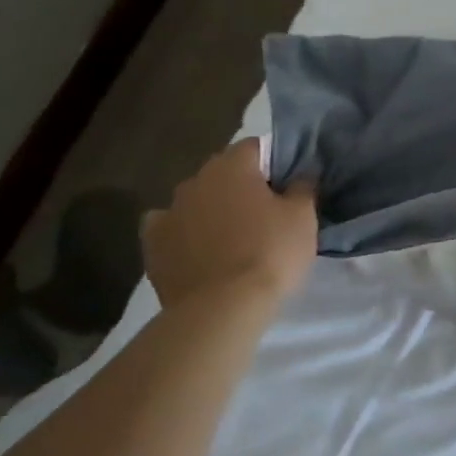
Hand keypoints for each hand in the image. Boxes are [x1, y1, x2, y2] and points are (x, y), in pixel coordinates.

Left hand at [142, 139, 317, 307]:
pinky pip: (169, 227)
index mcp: (232, 167)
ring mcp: (168, 212)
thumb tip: (301, 173)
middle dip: (242, 185)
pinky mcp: (152, 245)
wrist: (221, 308)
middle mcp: (195, 180)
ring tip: (233, 235)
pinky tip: (196, 248)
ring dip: (212, 208)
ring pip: (196, 199)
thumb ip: (303, 187)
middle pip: (223, 172)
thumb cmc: (270, 253)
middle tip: (265, 211)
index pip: (255, 147)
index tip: (288, 184)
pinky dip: (183, 232)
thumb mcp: (303, 217)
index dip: (274, 162)